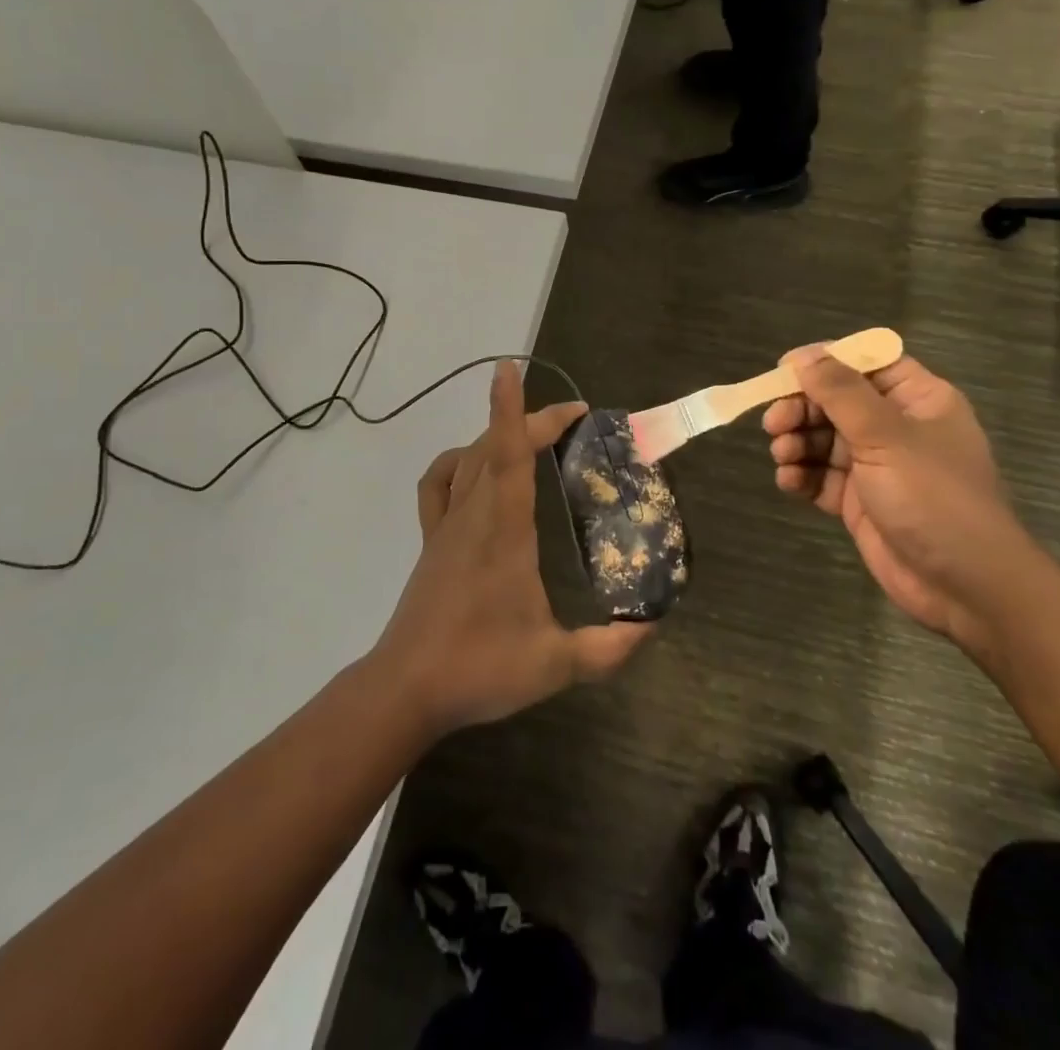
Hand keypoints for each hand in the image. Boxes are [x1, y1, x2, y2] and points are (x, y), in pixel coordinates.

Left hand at [372, 361, 651, 737]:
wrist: (407, 689)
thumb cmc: (480, 668)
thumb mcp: (555, 664)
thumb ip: (608, 647)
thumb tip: (652, 626)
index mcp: (503, 530)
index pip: (508, 454)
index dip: (512, 409)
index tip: (513, 369)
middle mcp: (473, 515)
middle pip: (495, 445)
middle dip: (532, 419)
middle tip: (575, 419)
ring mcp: (446, 526)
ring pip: (469, 458)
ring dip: (498, 434)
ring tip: (532, 436)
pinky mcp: (431, 541)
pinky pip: (437, 485)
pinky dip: (456, 463)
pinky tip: (473, 469)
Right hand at [762, 348, 1044, 650]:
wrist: (965, 587)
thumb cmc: (934, 497)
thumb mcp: (886, 435)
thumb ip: (841, 392)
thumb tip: (804, 355)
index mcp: (918, 399)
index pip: (866, 363)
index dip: (825, 361)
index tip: (783, 369)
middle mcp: (896, 427)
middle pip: (836, 401)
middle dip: (801, 409)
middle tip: (773, 424)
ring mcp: (877, 466)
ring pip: (823, 439)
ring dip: (796, 442)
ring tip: (783, 456)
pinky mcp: (859, 501)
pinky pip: (821, 476)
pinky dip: (801, 475)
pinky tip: (789, 482)